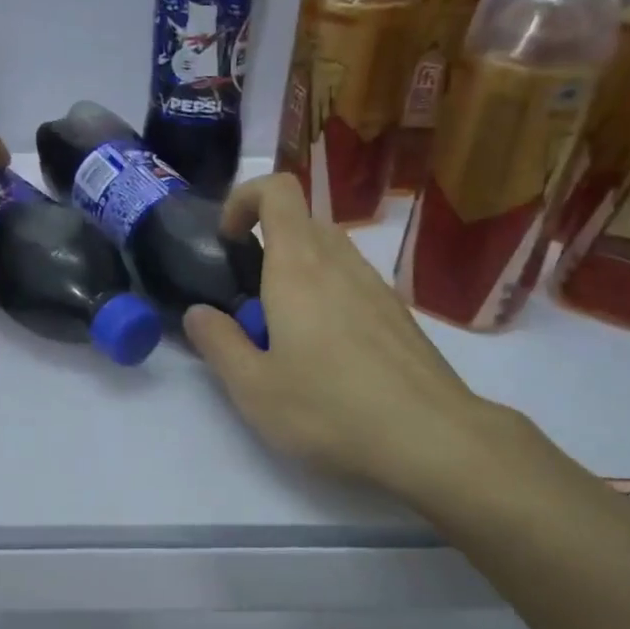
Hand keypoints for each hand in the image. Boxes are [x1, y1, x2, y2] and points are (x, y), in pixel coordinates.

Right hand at [183, 174, 549, 511]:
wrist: (431, 438)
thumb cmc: (329, 409)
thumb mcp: (253, 388)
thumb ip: (218, 343)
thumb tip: (199, 313)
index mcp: (298, 267)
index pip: (277, 190)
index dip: (244, 199)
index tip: (227, 242)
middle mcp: (340, 262)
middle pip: (301, 222)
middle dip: (267, 247)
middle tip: (251, 303)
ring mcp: (375, 286)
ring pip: (329, 254)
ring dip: (298, 276)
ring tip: (288, 336)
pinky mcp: (397, 313)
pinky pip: (353, 284)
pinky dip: (329, 298)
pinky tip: (329, 357)